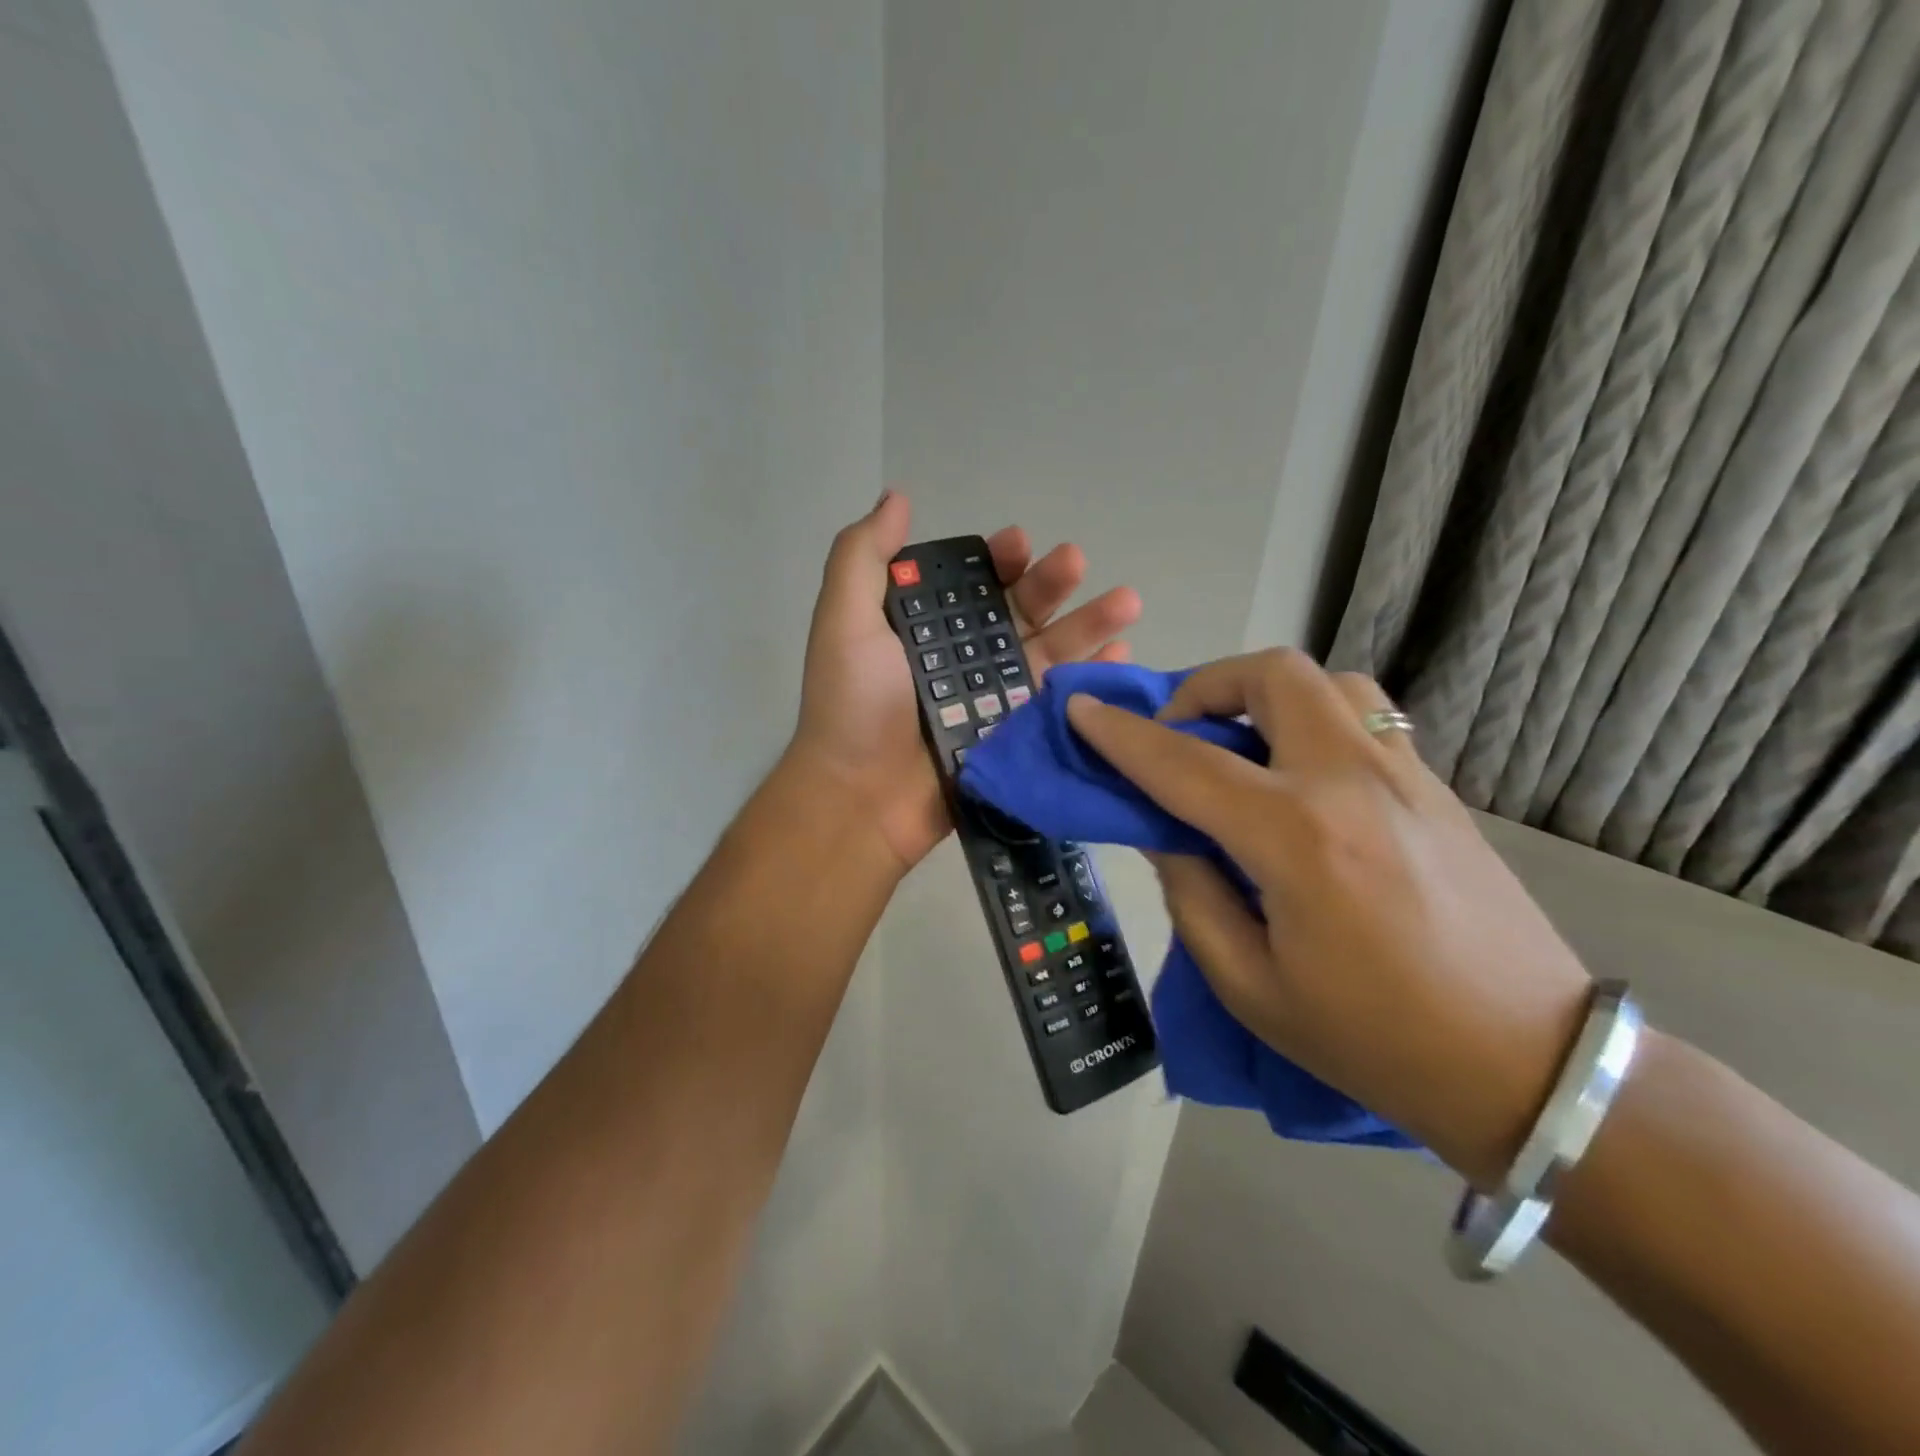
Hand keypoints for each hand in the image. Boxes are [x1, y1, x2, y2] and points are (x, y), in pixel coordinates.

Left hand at [790, 491, 1140, 872]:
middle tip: (1075, 561)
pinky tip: (1120, 658)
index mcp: (925, 626)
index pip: (971, 581)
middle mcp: (964, 656)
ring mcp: (993, 697)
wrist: (862, 799)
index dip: (997, 558)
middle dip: (1050, 583)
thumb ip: (864, 557)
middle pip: (1018, 611)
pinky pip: (1058, 701)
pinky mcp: (1015, 734)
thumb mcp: (845, 621)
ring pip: (1049, 651)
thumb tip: (898, 497)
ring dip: (1088, 623)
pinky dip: (1090, 679)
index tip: (1018, 543)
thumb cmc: (853, 706)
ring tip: (1127, 602)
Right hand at [1064, 649, 1591, 1186]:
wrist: (1527, 1065)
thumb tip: (1163, 831)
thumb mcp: (1250, 984)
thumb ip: (1191, 892)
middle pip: (1271, 676)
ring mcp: (1404, 775)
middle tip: (1180, 735)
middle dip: (1205, 685)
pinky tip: (1299, 773)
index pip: (1184, 764)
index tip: (1081, 709)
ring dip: (1266, 694)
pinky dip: (1312, 717)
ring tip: (1242, 745)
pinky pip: (1364, 715)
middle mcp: (1350, 782)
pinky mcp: (1435, 786)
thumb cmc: (1372, 1040)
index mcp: (1295, 838)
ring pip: (1327, 681)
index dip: (1121, 734)